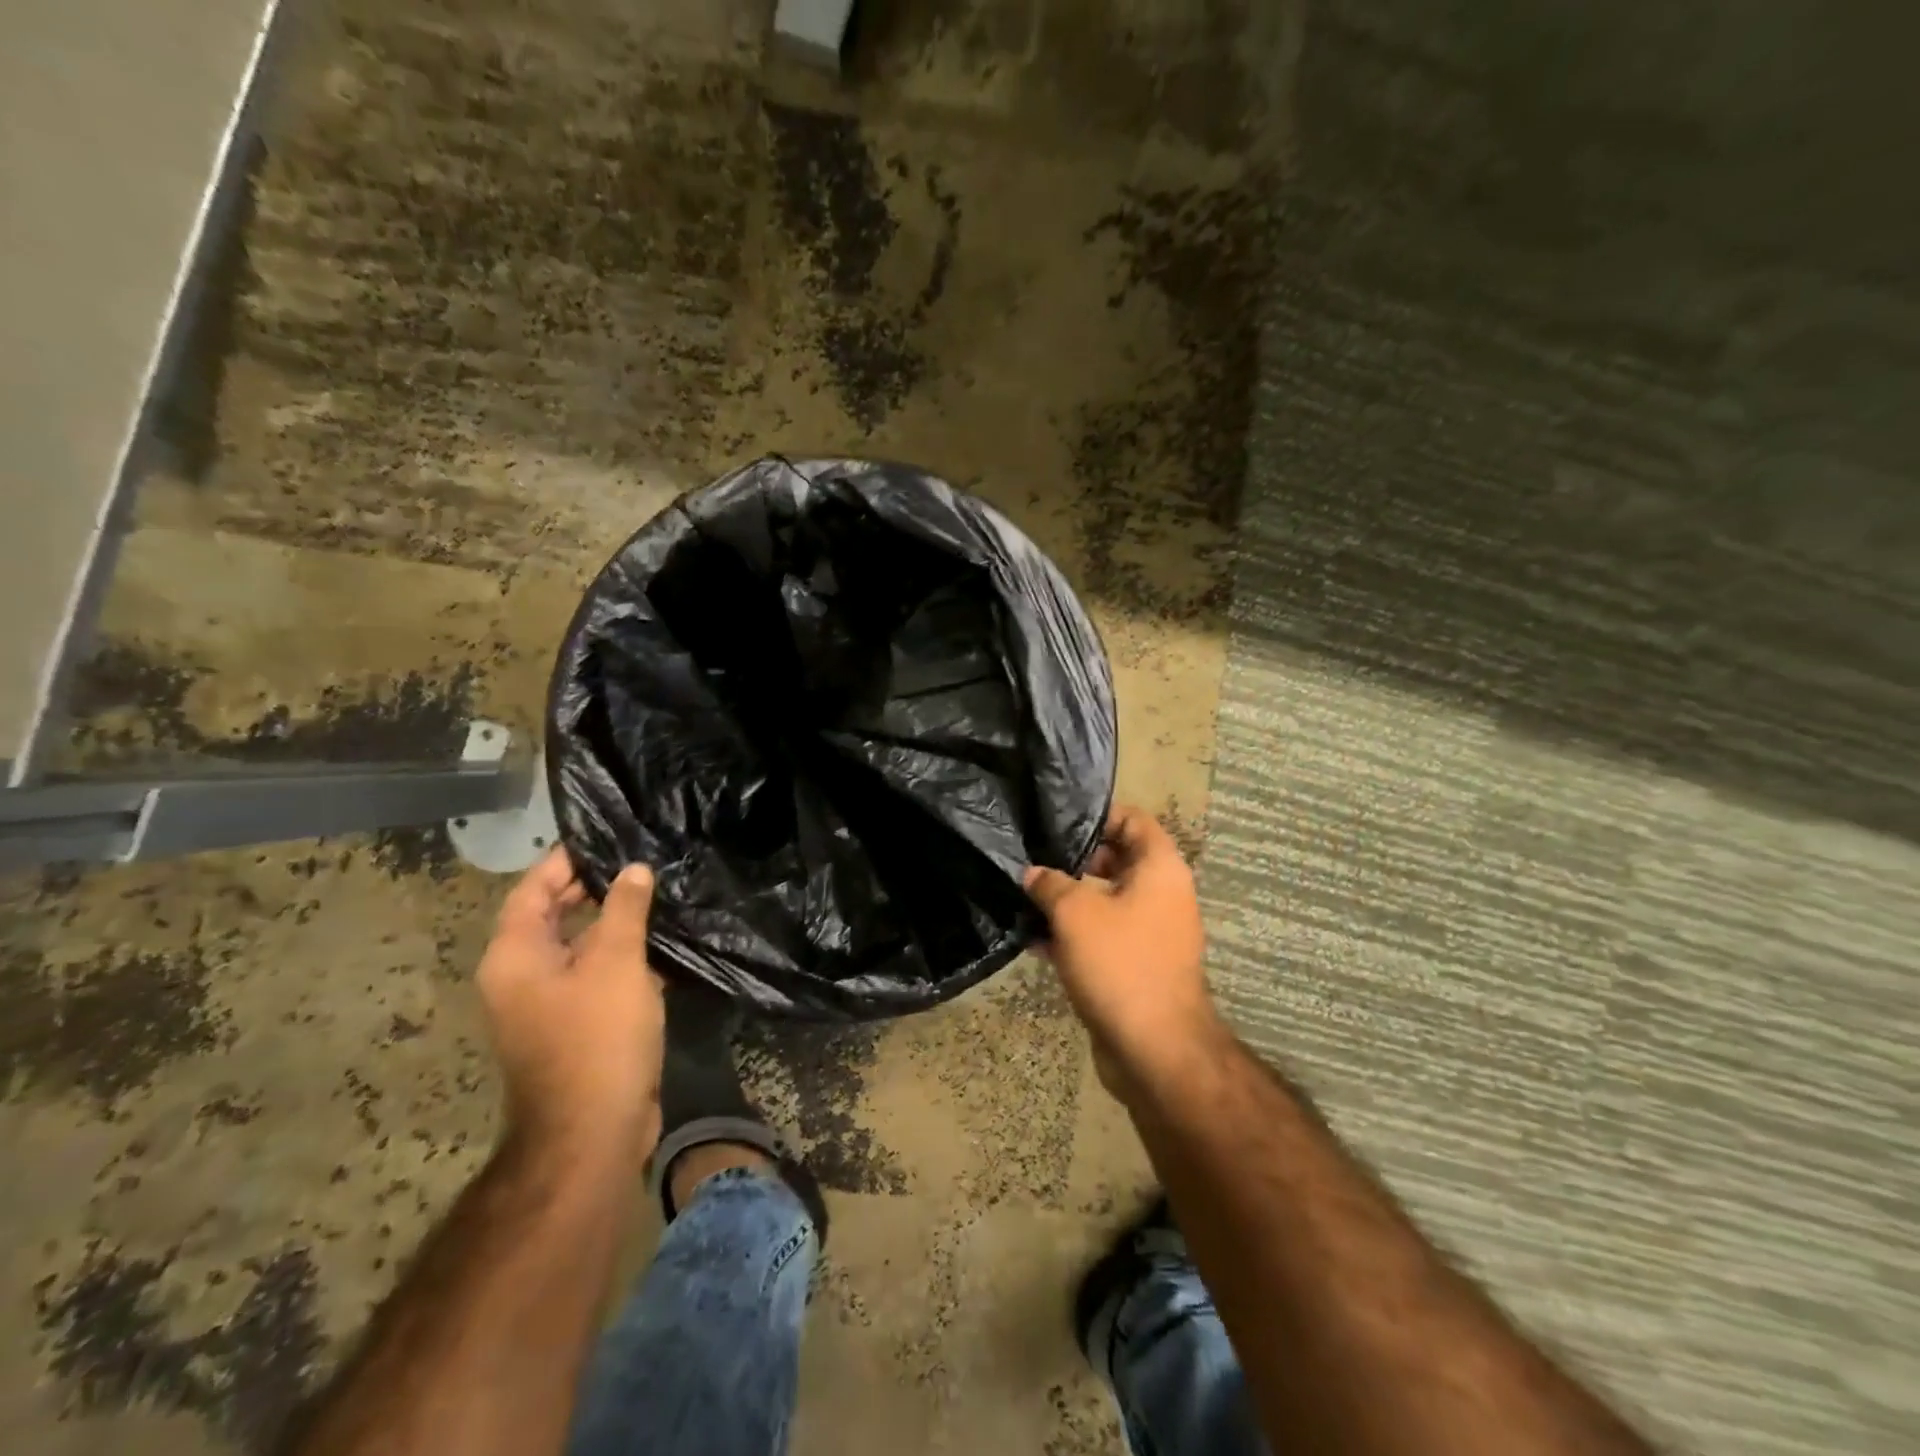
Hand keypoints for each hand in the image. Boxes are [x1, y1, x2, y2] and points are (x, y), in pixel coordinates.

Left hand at [477, 849, 665, 1170]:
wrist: (593, 1130)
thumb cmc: (597, 1037)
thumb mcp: (615, 962)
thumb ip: (624, 908)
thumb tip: (633, 870)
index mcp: (515, 955)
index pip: (533, 888)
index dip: (567, 858)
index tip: (607, 834)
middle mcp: (521, 975)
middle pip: (552, 914)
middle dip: (593, 886)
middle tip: (640, 858)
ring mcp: (546, 1003)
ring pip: (577, 944)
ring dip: (611, 920)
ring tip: (656, 890)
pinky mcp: (574, 1024)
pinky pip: (593, 974)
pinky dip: (619, 954)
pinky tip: (658, 942)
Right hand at [1025, 805, 1221, 1094]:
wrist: (1155, 1049)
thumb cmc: (1120, 963)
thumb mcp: (1075, 913)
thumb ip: (1049, 884)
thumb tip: (1033, 873)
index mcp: (1160, 869)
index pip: (1133, 820)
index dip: (1097, 815)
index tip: (1056, 822)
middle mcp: (1163, 895)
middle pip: (1117, 860)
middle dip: (1074, 860)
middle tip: (1033, 859)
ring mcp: (1152, 932)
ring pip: (1105, 901)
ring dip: (1068, 901)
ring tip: (1024, 898)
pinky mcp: (1138, 965)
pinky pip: (1104, 936)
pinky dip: (1074, 935)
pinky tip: (1034, 941)